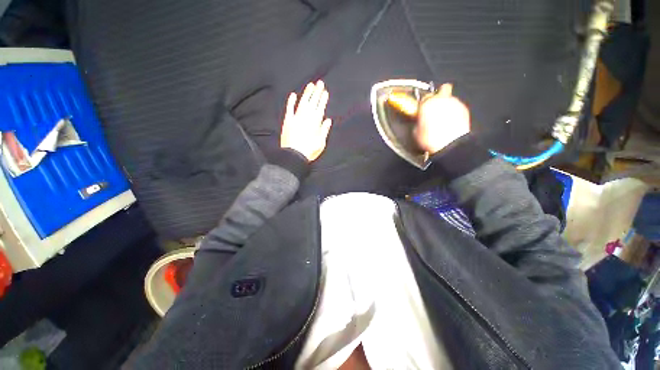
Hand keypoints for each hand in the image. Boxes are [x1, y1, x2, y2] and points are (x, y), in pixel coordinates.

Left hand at [280, 80, 332, 161]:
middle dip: (316, 92)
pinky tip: (293, 94)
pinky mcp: (288, 121)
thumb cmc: (309, 151)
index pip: (320, 108)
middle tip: (319, 83)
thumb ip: (324, 130)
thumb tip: (328, 120)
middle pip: (312, 102)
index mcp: (315, 123)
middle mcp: (306, 118)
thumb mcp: (321, 143)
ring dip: (306, 93)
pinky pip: (289, 109)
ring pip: (302, 103)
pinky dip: (291, 102)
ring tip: (310, 85)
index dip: (323, 99)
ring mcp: (296, 118)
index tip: (325, 92)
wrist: (294, 155)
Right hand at [415, 83, 470, 154]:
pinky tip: (450, 122)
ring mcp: (455, 103)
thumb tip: (420, 120)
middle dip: (439, 96)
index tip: (423, 109)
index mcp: (427, 103)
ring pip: (451, 99)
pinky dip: (454, 112)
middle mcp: (442, 99)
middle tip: (436, 107)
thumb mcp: (416, 132)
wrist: (450, 145)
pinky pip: (457, 107)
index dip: (424, 102)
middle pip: (443, 89)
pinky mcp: (465, 109)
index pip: (425, 96)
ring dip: (447, 105)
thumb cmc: (430, 138)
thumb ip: (418, 121)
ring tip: (443, 118)